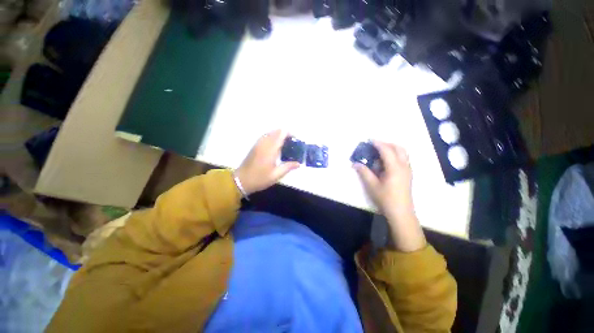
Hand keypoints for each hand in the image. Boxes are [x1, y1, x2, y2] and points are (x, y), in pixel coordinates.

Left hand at [235, 130, 299, 195]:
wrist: (241, 180)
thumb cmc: (259, 178)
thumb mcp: (276, 175)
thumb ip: (288, 167)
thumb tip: (298, 163)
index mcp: (270, 149)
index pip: (280, 134)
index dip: (289, 133)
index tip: (296, 139)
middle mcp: (264, 143)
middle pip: (275, 131)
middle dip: (285, 133)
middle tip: (292, 142)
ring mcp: (258, 144)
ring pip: (270, 133)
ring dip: (278, 135)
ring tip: (285, 143)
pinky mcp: (255, 147)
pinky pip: (265, 137)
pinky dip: (272, 137)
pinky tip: (275, 146)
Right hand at [354, 141, 425, 251]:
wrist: (401, 212)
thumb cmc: (385, 198)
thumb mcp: (372, 185)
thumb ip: (364, 172)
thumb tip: (355, 163)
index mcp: (395, 168)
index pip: (386, 150)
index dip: (378, 143)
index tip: (369, 140)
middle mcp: (404, 166)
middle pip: (398, 148)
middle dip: (386, 143)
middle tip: (375, 145)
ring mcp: (408, 170)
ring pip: (403, 152)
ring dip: (392, 148)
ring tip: (380, 152)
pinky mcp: (408, 174)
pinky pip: (403, 158)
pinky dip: (396, 155)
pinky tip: (386, 162)